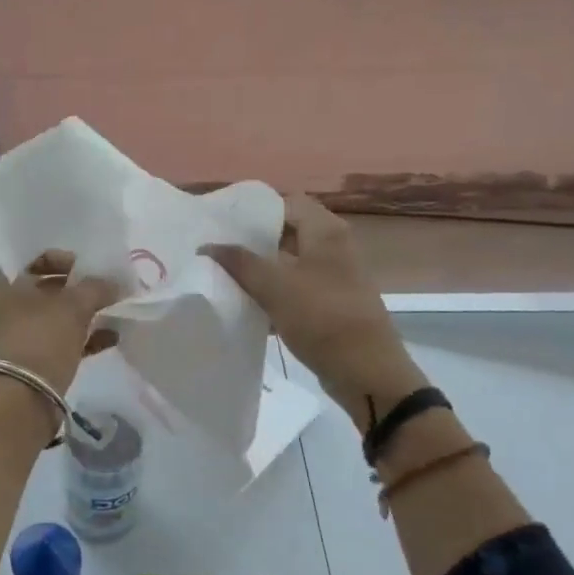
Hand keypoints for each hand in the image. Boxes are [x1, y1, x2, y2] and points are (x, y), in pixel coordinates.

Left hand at [0, 251, 122, 395]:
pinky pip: (66, 340)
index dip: (65, 257)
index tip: (91, 264)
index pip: (37, 256)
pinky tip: (114, 336)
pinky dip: (88, 337)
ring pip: (60, 315)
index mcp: (9, 283)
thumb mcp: (72, 307)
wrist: (20, 401)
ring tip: (117, 307)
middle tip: (110, 284)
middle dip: (82, 286)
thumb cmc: (40, 340)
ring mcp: (25, 334)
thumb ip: (96, 288)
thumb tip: (115, 283)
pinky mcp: (38, 360)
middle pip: (51, 286)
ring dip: (88, 311)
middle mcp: (12, 305)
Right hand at [203, 196, 426, 413]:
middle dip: (252, 242)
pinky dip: (272, 294)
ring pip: (288, 263)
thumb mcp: (275, 286)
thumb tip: (207, 245)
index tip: (222, 224)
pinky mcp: (330, 304)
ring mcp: (334, 277)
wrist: (366, 372)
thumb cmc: (322, 317)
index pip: (286, 202)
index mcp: (326, 232)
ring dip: (259, 270)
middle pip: (286, 233)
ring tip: (224, 276)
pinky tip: (246, 307)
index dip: (255, 211)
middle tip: (217, 250)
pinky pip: (294, 290)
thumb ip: (239, 262)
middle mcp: (333, 247)